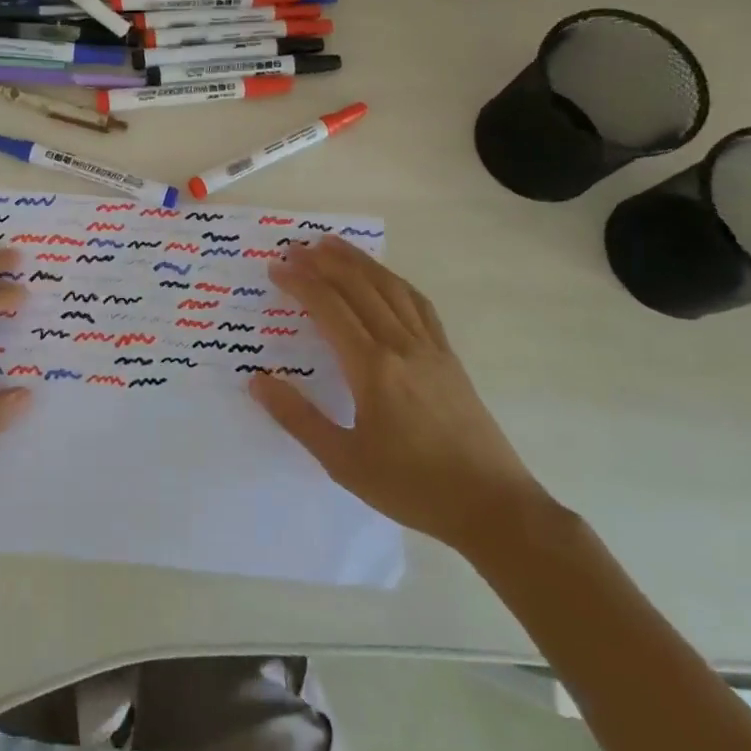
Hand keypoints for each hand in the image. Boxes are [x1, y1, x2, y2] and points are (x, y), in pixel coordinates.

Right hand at [248, 236, 551, 557]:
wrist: (492, 507)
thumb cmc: (411, 487)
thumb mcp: (343, 461)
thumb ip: (297, 418)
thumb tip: (257, 380)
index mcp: (372, 367)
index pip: (329, 308)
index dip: (300, 283)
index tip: (276, 268)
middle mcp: (400, 345)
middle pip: (359, 288)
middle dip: (324, 262)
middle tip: (295, 246)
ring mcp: (430, 348)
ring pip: (391, 288)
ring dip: (360, 262)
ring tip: (334, 244)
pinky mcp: (449, 359)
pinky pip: (419, 305)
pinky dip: (396, 282)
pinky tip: (387, 279)